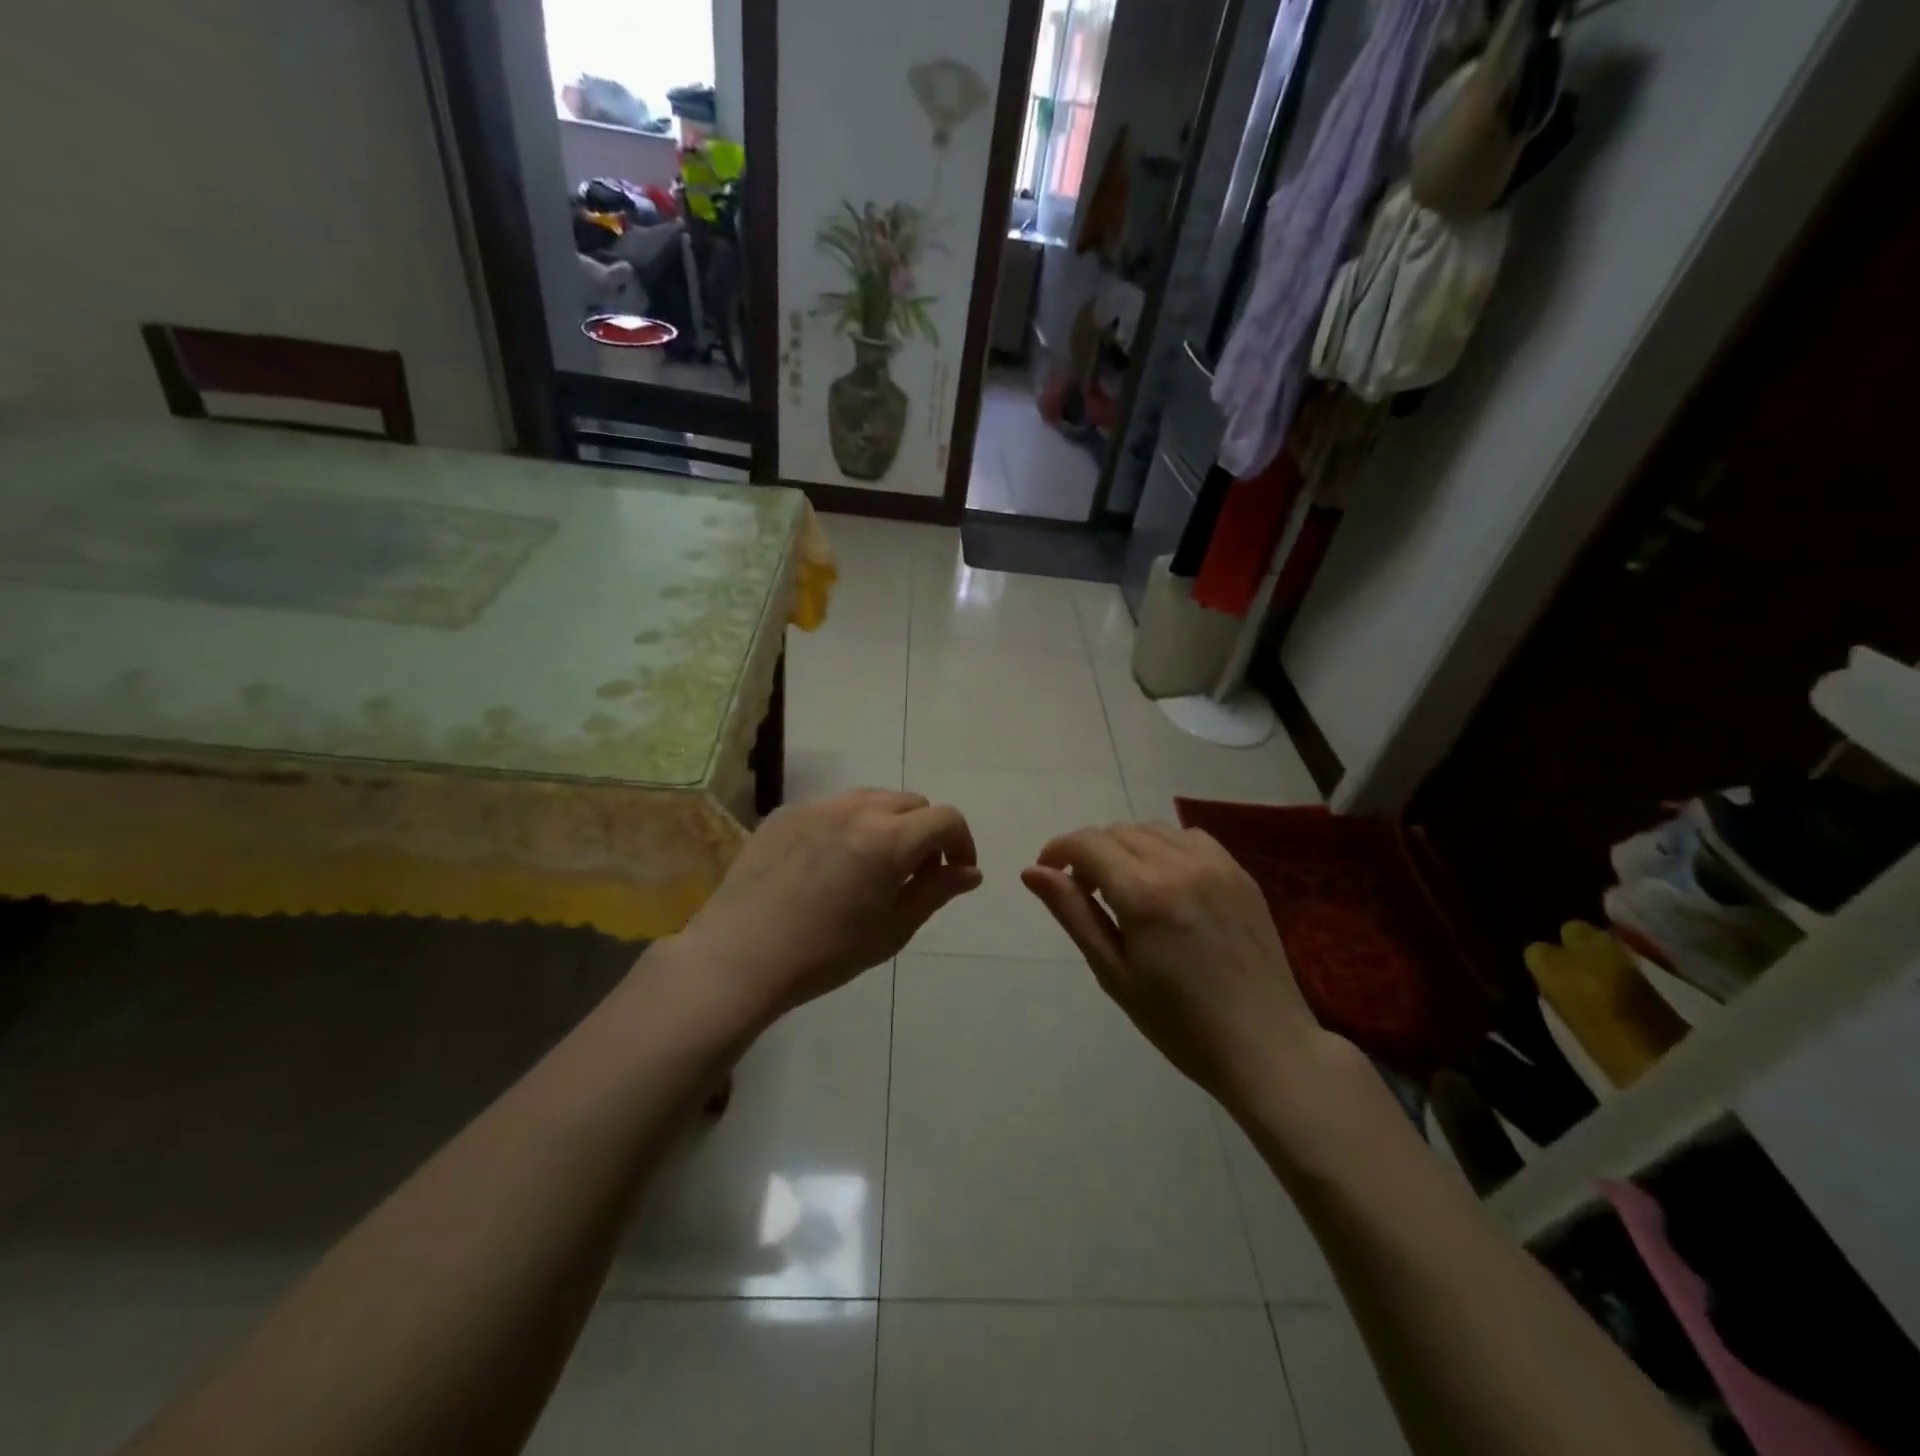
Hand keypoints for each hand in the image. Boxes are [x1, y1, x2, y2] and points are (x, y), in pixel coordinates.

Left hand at [675, 789, 980, 1022]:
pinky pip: (834, 807)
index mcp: (890, 838)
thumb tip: (971, 871)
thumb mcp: (893, 929)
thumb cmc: (826, 953)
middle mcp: (857, 808)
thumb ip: (937, 891)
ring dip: (888, 824)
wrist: (740, 956)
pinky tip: (829, 864)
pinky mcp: (786, 812)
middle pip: (911, 803)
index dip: (961, 843)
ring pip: (872, 799)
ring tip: (872, 866)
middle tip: (913, 875)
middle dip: (925, 833)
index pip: (946, 819)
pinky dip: (849, 825)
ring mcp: (818, 805)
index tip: (955, 873)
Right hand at [1022, 822, 1322, 1105]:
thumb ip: (1073, 913)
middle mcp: (1179, 864)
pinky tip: (1166, 883)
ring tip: (1125, 889)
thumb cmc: (1178, 1022)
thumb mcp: (1113, 972)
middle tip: (1086, 894)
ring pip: (1152, 830)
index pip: (1087, 844)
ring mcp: (1216, 865)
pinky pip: (1190, 838)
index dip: (1058, 850)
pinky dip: (1165, 848)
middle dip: (1090, 853)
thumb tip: (1031, 871)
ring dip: (1126, 848)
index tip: (1047, 873)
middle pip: (1117, 832)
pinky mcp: (1240, 873)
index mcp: (1144, 893)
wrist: (1265, 1046)